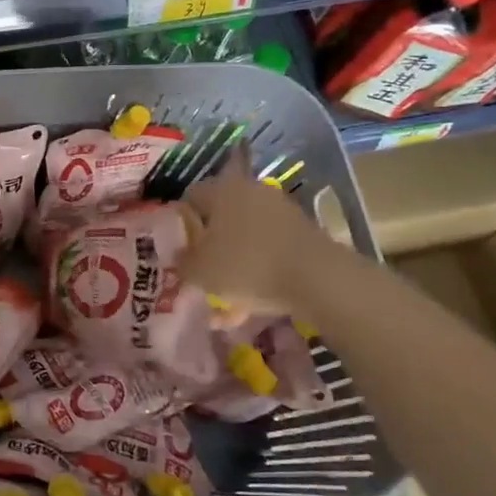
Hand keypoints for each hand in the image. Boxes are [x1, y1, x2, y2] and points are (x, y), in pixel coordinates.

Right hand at [178, 144, 343, 317]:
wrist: (318, 279)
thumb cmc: (247, 265)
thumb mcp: (200, 271)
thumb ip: (182, 263)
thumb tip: (180, 257)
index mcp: (221, 189)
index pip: (190, 198)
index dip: (179, 224)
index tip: (177, 250)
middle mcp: (250, 191)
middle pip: (220, 219)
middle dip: (209, 248)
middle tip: (200, 274)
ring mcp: (280, 211)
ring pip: (245, 239)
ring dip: (234, 265)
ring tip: (225, 303)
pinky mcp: (302, 233)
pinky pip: (269, 252)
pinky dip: (259, 273)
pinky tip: (251, 306)